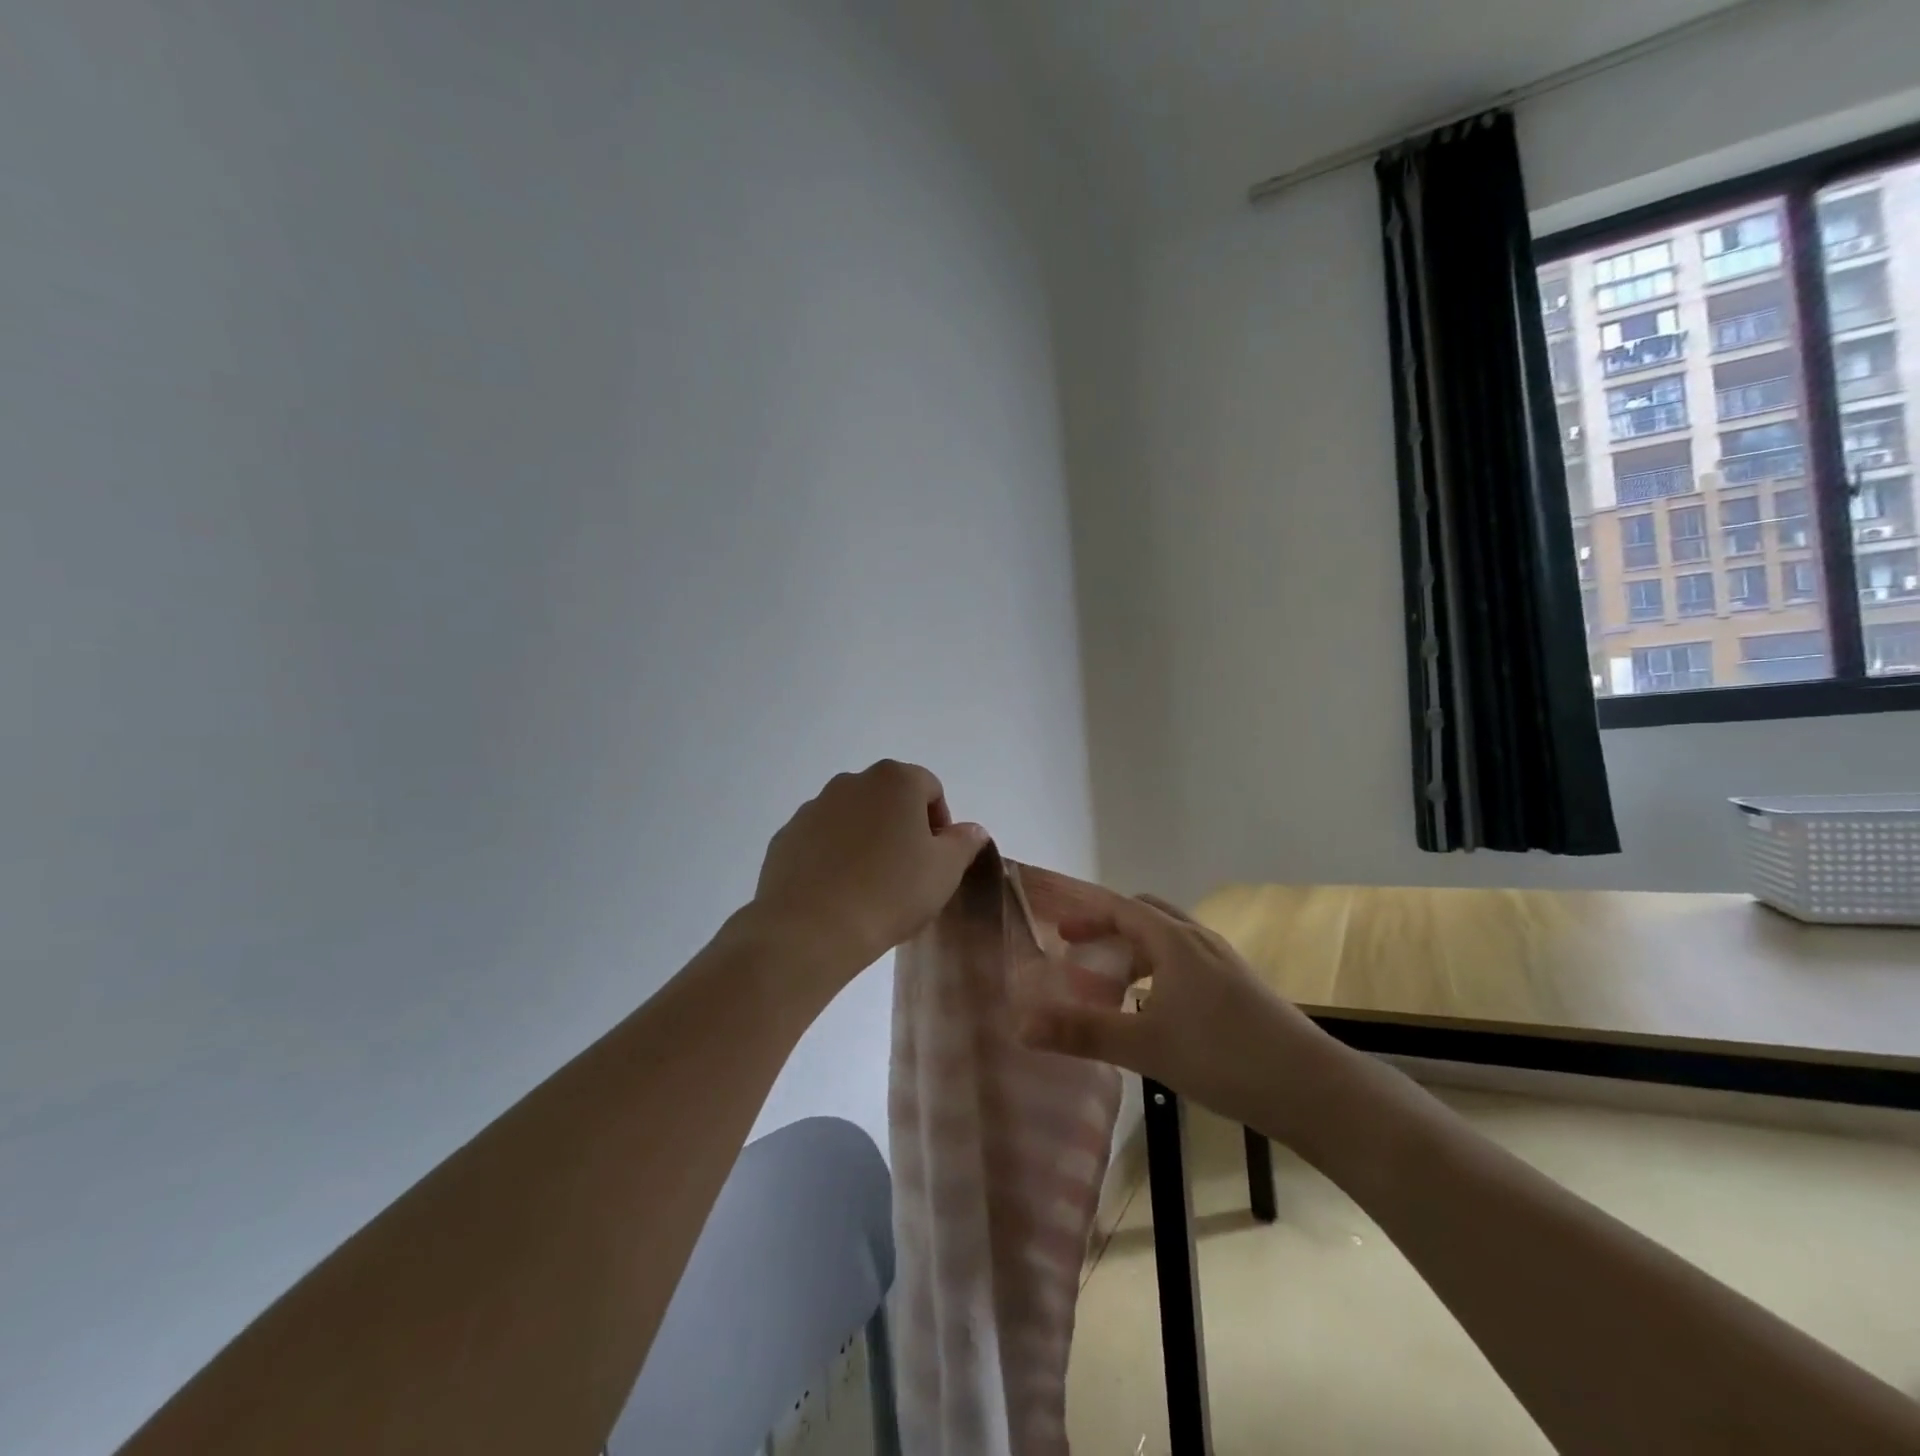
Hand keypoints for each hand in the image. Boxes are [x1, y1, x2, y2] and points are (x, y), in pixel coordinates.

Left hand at [745, 759, 988, 993]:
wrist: (811, 929)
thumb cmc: (890, 892)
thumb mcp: (944, 870)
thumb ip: (963, 842)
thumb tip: (971, 829)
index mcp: (894, 780)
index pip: (930, 788)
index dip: (940, 822)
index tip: (937, 858)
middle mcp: (851, 782)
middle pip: (888, 797)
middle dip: (902, 826)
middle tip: (908, 870)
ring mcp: (813, 808)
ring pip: (852, 817)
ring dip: (866, 839)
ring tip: (870, 884)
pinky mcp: (786, 836)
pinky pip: (821, 839)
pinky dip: (833, 855)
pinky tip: (838, 891)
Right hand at [1018, 894, 1336, 1134]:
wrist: (1313, 1088)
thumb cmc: (1224, 1057)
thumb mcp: (1145, 1046)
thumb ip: (1083, 1032)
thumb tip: (1021, 1024)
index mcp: (1175, 941)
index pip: (1120, 907)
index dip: (1085, 912)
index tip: (1055, 925)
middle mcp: (1199, 941)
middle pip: (1144, 917)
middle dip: (1107, 928)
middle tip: (1076, 952)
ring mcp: (1223, 964)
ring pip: (1167, 942)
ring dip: (1133, 953)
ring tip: (1109, 986)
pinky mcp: (1239, 988)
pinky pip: (1186, 964)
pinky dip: (1157, 973)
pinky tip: (1153, 1012)